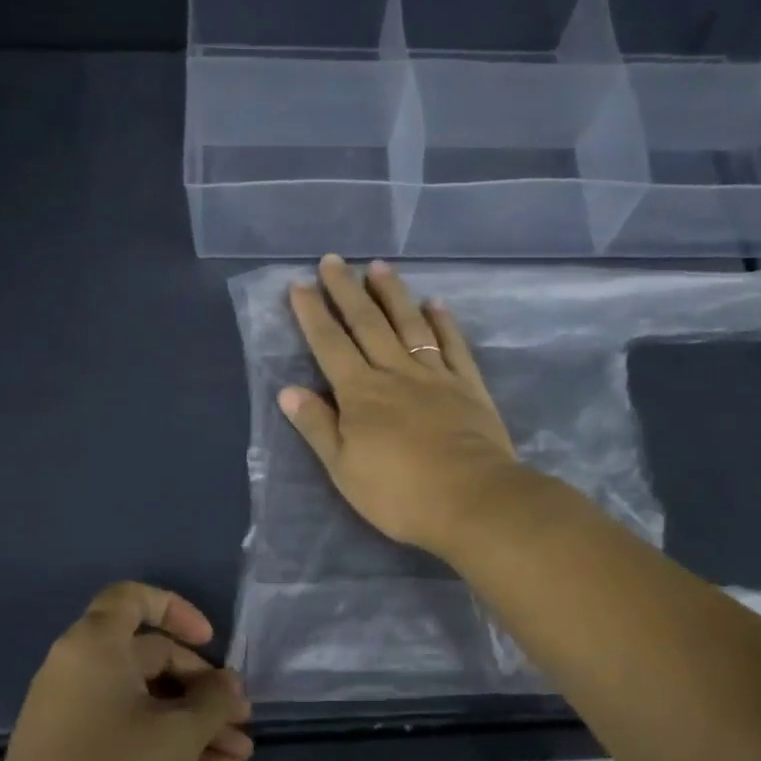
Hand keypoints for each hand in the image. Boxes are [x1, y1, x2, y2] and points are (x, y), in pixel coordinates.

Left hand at [0, 583, 252, 760]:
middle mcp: (78, 672)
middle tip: (242, 720)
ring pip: (147, 702)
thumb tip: (229, 684)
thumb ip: (213, 700)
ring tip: (240, 758)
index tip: (210, 642)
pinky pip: (130, 733)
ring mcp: (73, 717)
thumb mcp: (177, 737)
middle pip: (151, 657)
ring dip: (196, 725)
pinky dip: (169, 746)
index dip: (176, 609)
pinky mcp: (74, 757)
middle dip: (203, 688)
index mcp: (93, 648)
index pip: (133, 599)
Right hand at [278, 255, 520, 556]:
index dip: (313, 315)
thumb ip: (317, 427)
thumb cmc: (399, 493)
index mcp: (360, 394)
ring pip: (409, 325)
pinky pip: (452, 345)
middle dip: (347, 291)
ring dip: (392, 294)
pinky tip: (435, 303)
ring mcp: (435, 376)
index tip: (300, 285)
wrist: (472, 500)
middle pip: (367, 324)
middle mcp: (395, 373)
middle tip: (333, 260)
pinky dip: (443, 322)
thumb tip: (288, 390)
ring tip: (379, 266)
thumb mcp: (344, 469)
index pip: (330, 345)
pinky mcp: (468, 386)